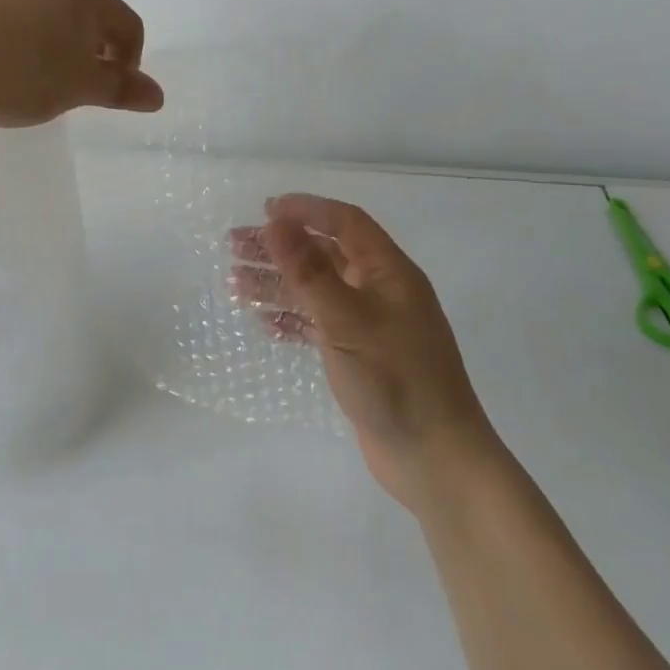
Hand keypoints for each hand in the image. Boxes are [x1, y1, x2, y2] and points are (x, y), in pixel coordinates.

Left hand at [0, 0, 163, 126]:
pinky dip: (17, 37)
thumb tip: (158, 95)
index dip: (130, 60)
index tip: (111, 91)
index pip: (127, 24)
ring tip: (34, 77)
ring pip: (46, 10)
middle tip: (75, 85)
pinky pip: (9, 14)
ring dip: (53, 42)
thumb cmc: (19, 73)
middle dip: (91, 49)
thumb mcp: (77, 88)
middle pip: (88, 12)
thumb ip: (120, 89)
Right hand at [230, 194, 503, 512]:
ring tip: (235, 281)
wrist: (435, 460)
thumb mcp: (346, 320)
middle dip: (281, 247)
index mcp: (388, 271)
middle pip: (325, 254)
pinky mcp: (359, 356)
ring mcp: (370, 325)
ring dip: (278, 283)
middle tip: (235, 245)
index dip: (306, 209)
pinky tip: (264, 322)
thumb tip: (275, 222)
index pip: (345, 222)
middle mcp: (380, 290)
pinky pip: (319, 324)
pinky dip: (292, 319)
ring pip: (317, 290)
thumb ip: (308, 270)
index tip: (265, 210)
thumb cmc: (395, 379)